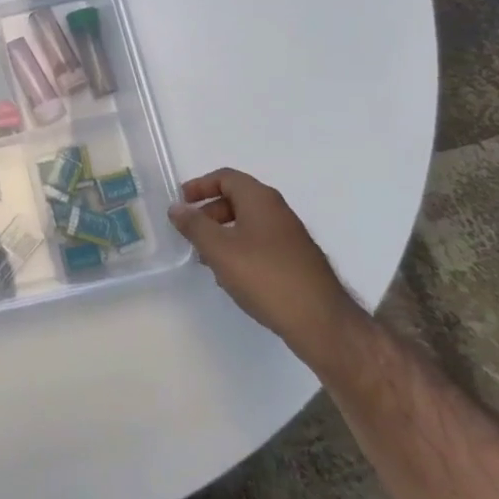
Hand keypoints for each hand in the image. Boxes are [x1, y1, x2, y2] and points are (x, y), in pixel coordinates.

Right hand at [168, 168, 362, 354]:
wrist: (321, 321)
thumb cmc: (265, 277)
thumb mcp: (219, 249)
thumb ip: (194, 225)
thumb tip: (176, 208)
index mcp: (260, 200)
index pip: (226, 177)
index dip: (199, 186)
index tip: (181, 203)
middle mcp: (278, 211)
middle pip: (237, 199)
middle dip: (209, 212)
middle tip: (190, 233)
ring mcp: (290, 236)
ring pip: (248, 223)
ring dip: (222, 234)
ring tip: (206, 258)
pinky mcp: (295, 260)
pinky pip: (260, 243)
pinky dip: (239, 250)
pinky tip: (232, 276)